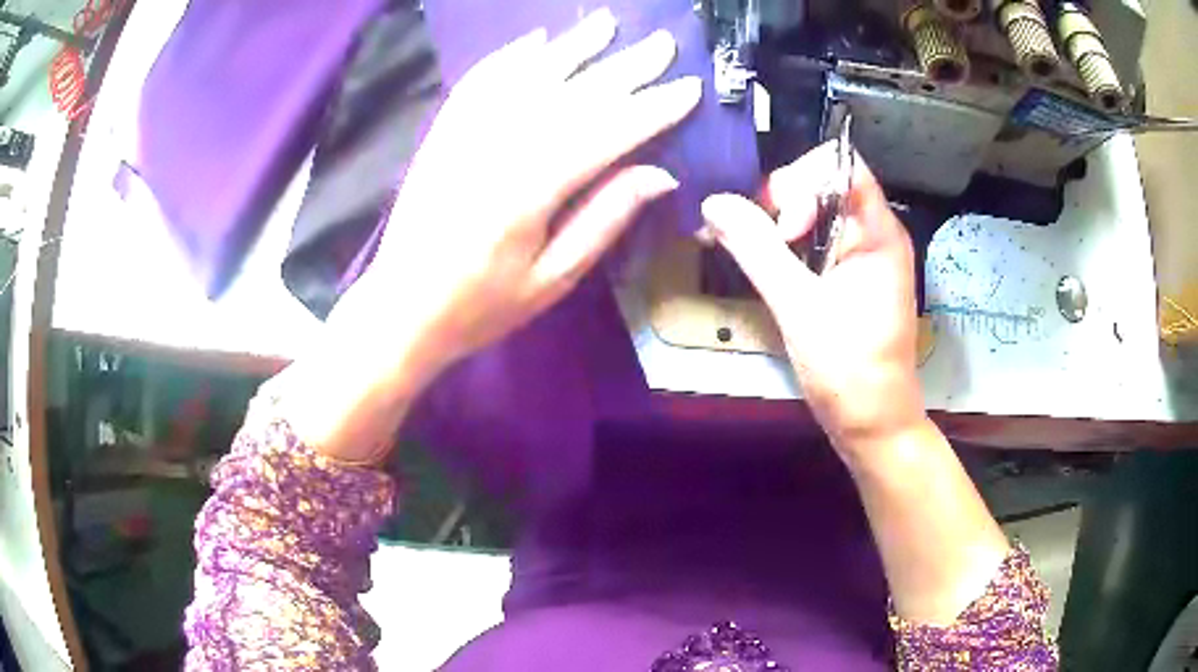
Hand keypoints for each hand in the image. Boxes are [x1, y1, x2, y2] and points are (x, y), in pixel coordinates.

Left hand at [357, 9, 700, 371]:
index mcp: (531, 191)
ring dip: (572, 47)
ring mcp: (464, 134)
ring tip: (608, 23)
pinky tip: (536, 41)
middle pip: (573, 95)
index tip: (690, 88)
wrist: (401, 309)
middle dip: (625, 67)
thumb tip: (661, 174)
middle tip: (664, 43)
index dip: (653, 109)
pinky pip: (479, 81)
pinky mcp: (443, 134)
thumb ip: (604, 220)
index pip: (608, 133)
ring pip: (528, 76)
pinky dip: (510, 57)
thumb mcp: (552, 279)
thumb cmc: (481, 306)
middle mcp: (498, 148)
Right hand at [700, 144, 922, 457]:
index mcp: (878, 232)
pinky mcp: (852, 279)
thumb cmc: (847, 368)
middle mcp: (875, 234)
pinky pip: (816, 244)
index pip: (842, 165)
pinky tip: (765, 267)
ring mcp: (864, 257)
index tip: (783, 227)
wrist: (872, 424)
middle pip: (824, 185)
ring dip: (779, 228)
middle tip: (758, 244)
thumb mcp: (798, 306)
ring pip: (816, 215)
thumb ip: (756, 249)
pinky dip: (787, 249)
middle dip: (784, 204)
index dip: (804, 180)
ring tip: (750, 254)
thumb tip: (713, 202)